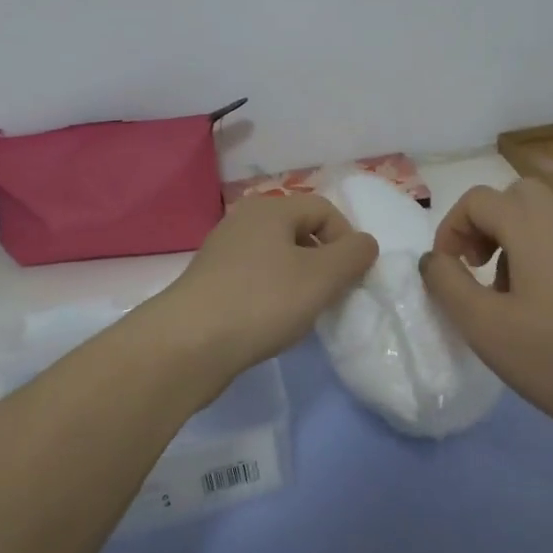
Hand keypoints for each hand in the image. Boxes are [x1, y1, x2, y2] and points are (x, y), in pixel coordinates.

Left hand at [148, 194, 378, 376]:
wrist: (188, 345)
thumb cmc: (263, 301)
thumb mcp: (323, 276)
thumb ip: (354, 255)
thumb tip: (364, 244)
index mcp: (270, 208)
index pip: (324, 209)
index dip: (347, 240)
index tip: (350, 277)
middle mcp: (243, 221)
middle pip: (300, 232)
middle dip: (323, 262)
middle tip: (329, 295)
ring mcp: (222, 252)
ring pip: (278, 258)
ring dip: (299, 281)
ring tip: (301, 313)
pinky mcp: (210, 283)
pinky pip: (255, 279)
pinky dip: (272, 296)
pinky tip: (271, 323)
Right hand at [421, 178, 552, 439]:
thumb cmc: (552, 355)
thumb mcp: (483, 324)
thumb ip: (447, 283)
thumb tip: (433, 259)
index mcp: (532, 227)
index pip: (478, 200)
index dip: (451, 229)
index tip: (446, 272)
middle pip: (514, 197)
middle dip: (484, 224)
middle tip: (475, 268)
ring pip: (539, 217)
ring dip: (510, 240)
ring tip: (503, 293)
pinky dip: (537, 254)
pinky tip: (537, 305)